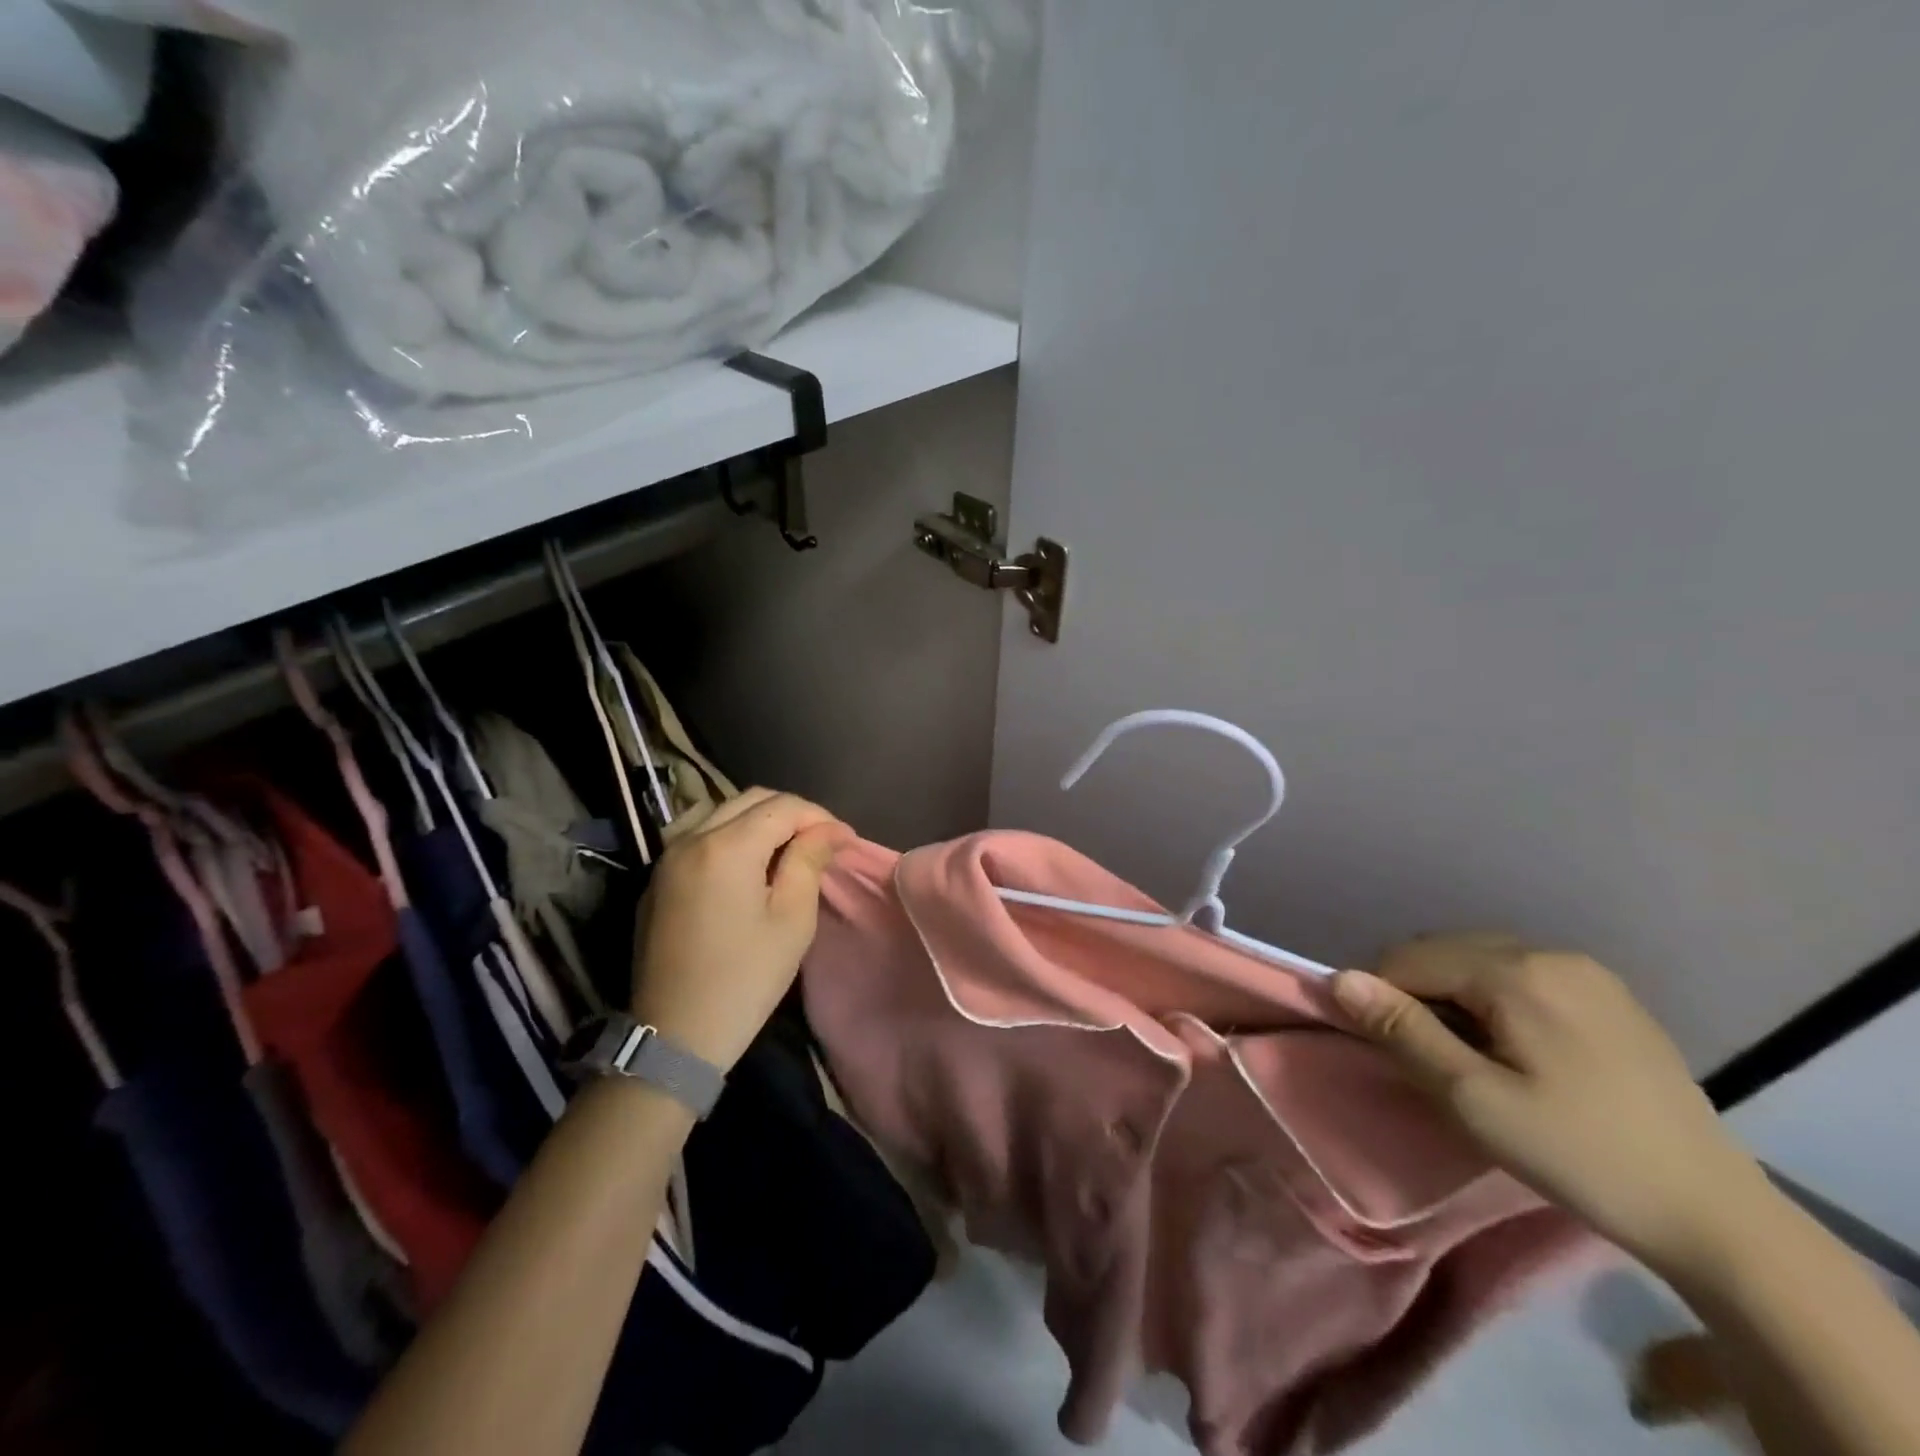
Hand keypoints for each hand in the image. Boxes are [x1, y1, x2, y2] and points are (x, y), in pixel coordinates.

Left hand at [630, 788, 853, 1073]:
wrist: (675, 1035)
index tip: (846, 841)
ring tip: (787, 849)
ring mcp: (667, 857)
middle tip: (821, 842)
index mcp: (727, 846)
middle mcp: (691, 838)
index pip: (783, 806)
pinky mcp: (658, 878)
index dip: (820, 817)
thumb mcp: (792, 920)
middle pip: (751, 799)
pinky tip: (749, 864)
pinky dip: (731, 835)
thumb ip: (809, 861)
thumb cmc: (745, 979)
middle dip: (792, 813)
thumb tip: (829, 830)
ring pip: (722, 811)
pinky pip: (700, 835)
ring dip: (760, 820)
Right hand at [1331, 933, 1770, 1273]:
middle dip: (1418, 992)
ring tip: (1467, 1053)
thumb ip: (1403, 1030)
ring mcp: (1587, 971)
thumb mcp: (1473, 1099)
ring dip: (1454, 994)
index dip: (1382, 997)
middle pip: (1444, 952)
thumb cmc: (1579, 1154)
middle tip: (1427, 1056)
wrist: (1715, 1215)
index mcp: (1516, 972)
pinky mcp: (1610, 994)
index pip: (1409, 959)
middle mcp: (1550, 953)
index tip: (1388, 1048)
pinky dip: (1494, 998)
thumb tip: (1338, 978)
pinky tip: (1514, 1046)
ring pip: (1480, 960)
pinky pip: (1521, 975)